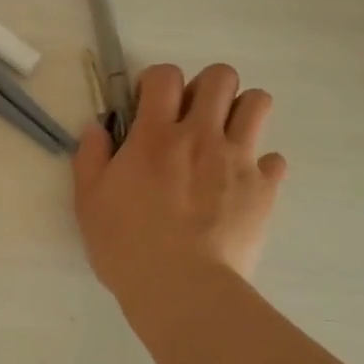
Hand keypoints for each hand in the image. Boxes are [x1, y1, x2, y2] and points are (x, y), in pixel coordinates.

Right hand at [73, 63, 286, 300]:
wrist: (181, 288)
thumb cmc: (126, 246)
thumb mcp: (88, 202)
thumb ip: (91, 157)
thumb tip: (97, 127)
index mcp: (155, 135)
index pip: (164, 75)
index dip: (156, 82)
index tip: (148, 106)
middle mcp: (200, 136)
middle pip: (220, 77)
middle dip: (206, 88)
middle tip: (191, 118)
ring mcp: (238, 160)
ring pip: (258, 103)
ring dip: (240, 112)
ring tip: (224, 139)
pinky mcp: (264, 189)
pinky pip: (274, 159)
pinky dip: (260, 166)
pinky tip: (241, 185)